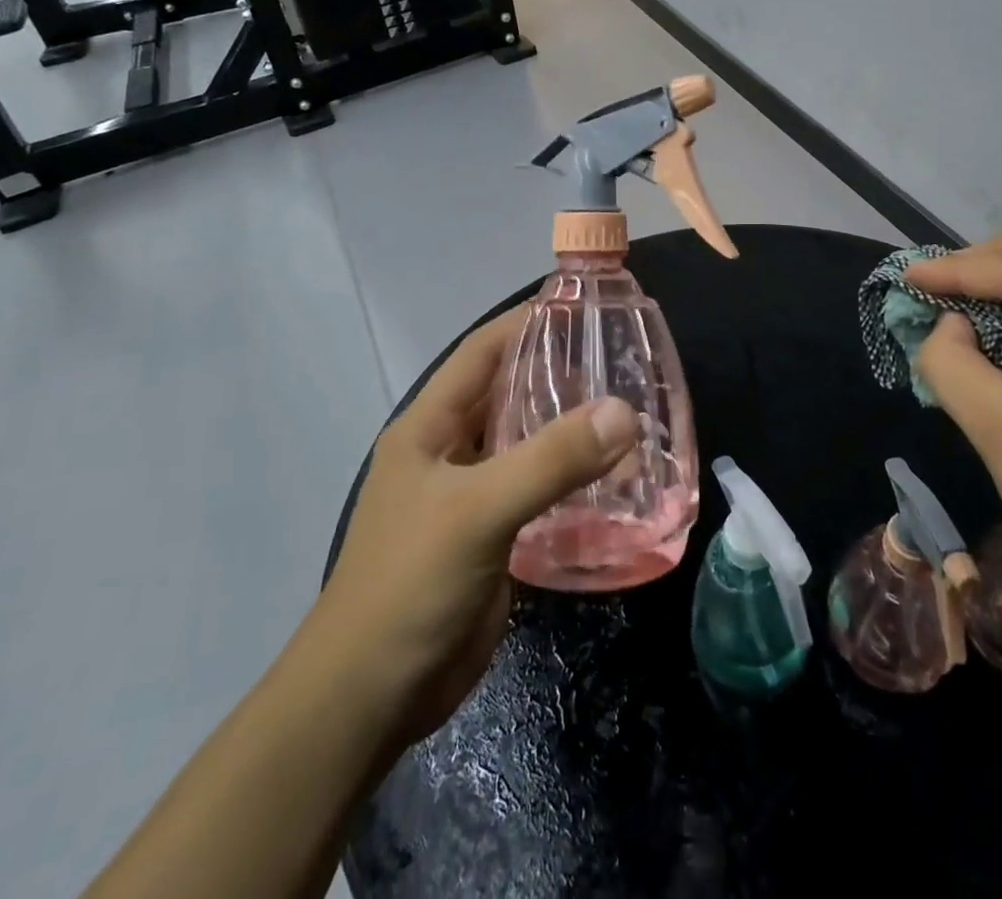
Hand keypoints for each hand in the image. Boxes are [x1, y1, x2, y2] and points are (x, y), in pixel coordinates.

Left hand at [306, 306, 640, 750]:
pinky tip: (617, 480)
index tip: (580, 304)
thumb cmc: (409, 584)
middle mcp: (450, 452)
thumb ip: (550, 460)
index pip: (482, 352)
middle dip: (558, 375)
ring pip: (527, 445)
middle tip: (620, 360)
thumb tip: (623, 411)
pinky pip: (538, 493)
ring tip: (630, 414)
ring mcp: (470, 496)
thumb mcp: (478, 511)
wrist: (371, 697)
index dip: (526, 322)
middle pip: (509, 395)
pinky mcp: (492, 537)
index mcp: (430, 427)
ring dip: (570, 431)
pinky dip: (573, 481)